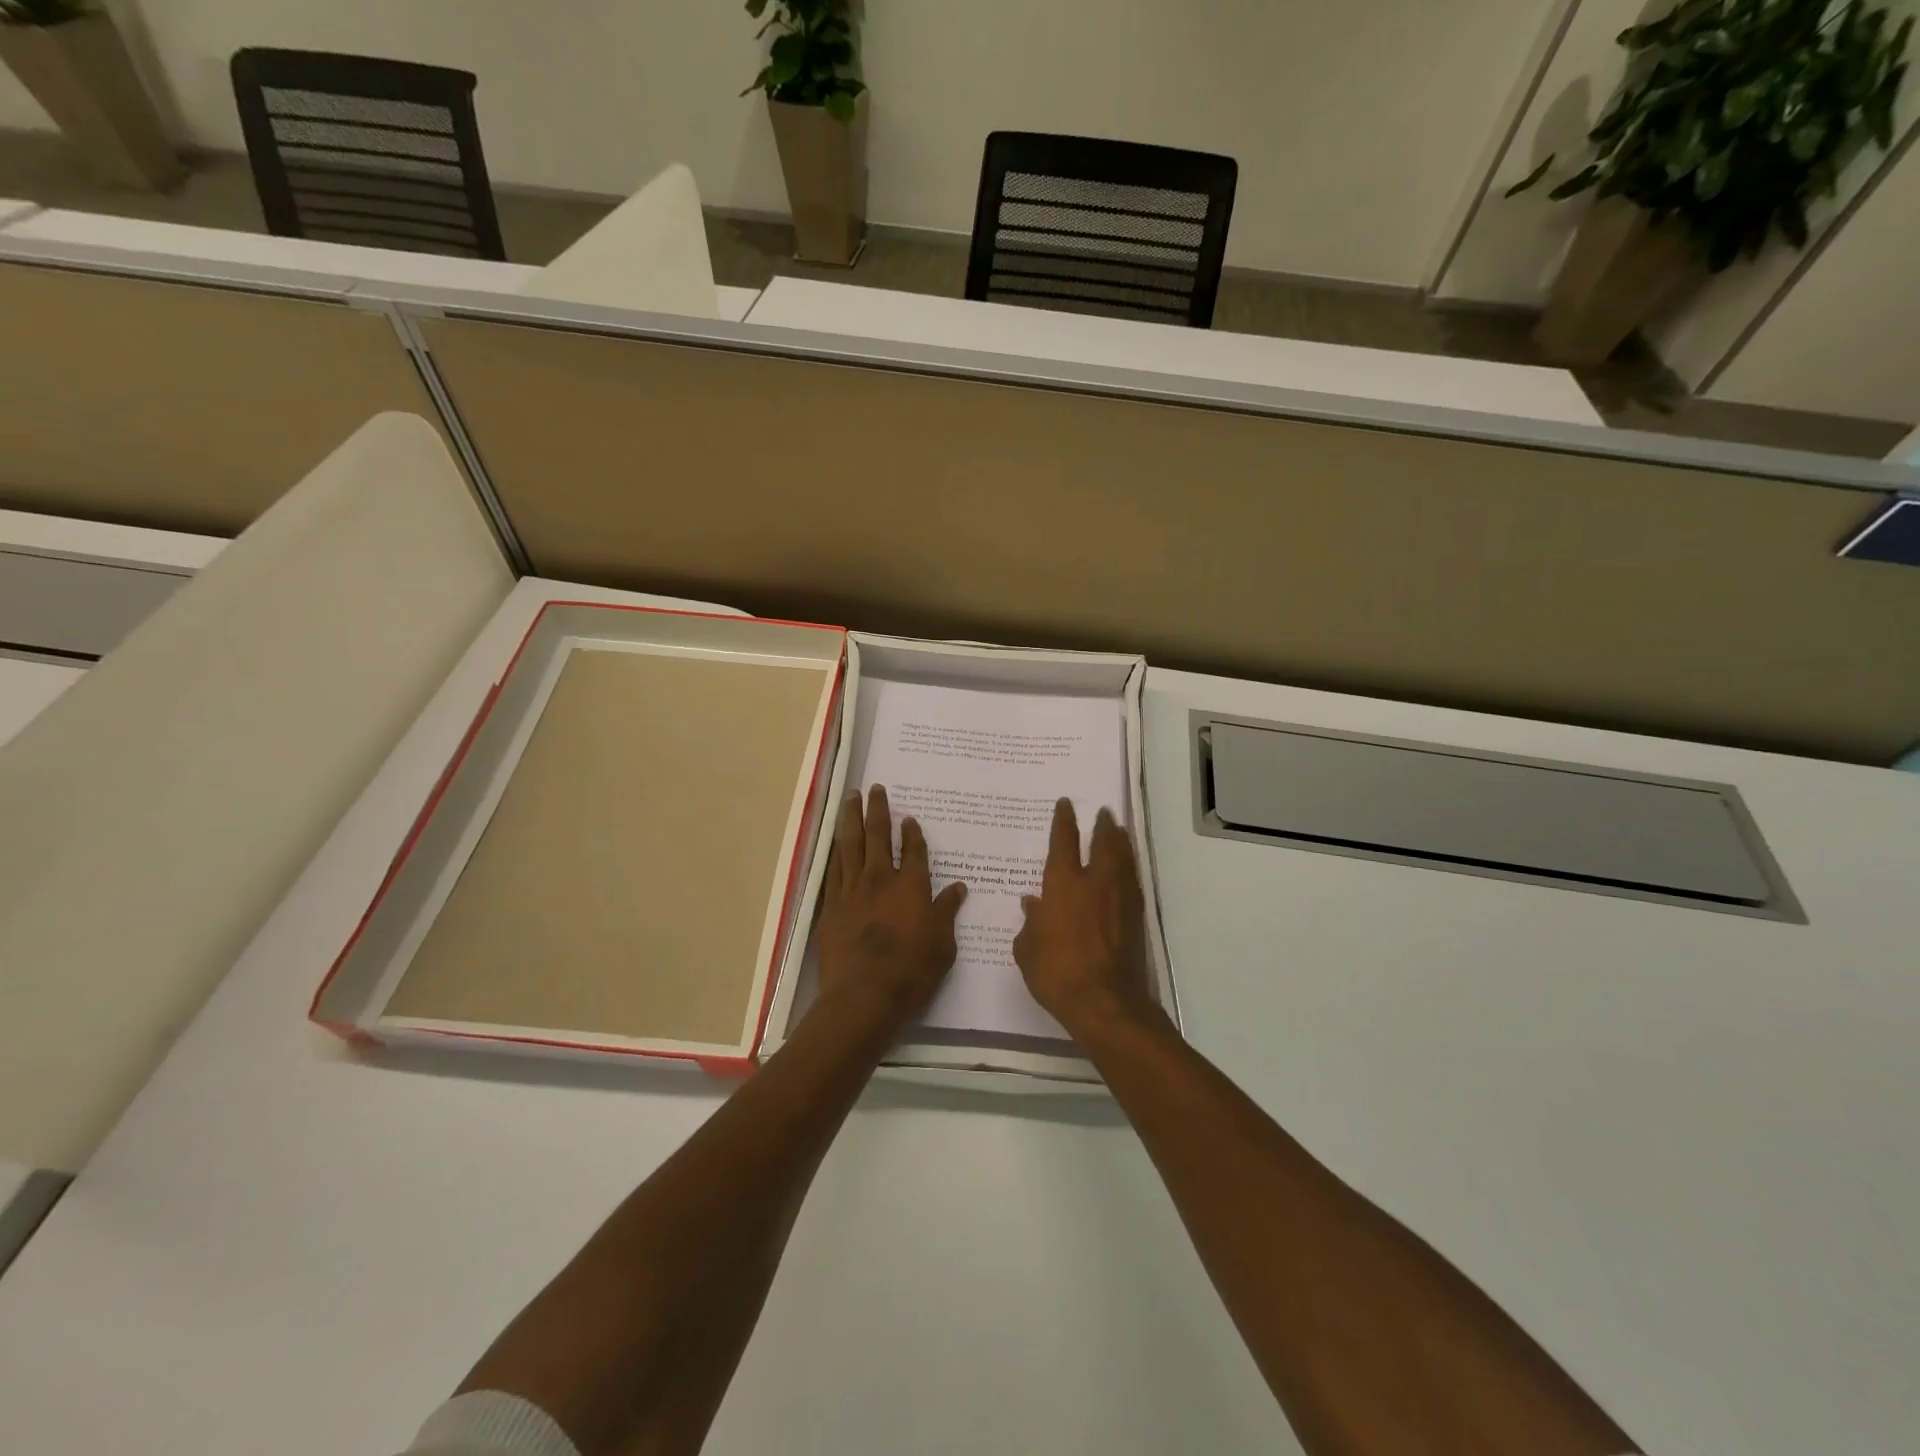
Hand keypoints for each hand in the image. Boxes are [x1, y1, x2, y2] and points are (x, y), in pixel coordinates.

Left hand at [814, 786, 967, 1032]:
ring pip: (850, 844)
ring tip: (851, 799)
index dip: (912, 833)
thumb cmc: (912, 972)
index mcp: (912, 886)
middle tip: (875, 789)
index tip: (909, 818)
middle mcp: (881, 879)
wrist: (863, 995)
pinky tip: (836, 840)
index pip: (914, 850)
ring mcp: (852, 889)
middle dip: (878, 809)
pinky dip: (836, 850)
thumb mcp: (943, 945)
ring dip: (851, 818)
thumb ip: (947, 912)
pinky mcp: (831, 905)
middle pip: (878, 835)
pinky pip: (834, 868)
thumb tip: (959, 888)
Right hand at [1013, 799, 1157, 1038]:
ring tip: (1119, 831)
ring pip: (1123, 859)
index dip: (1064, 820)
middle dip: (1102, 825)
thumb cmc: (1056, 972)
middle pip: (1103, 843)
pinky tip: (1127, 871)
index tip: (1066, 804)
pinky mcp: (1136, 918)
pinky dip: (1129, 869)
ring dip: (1121, 842)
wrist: (1105, 1002)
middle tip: (1104, 812)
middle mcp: (1095, 882)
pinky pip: (1132, 882)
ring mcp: (1120, 899)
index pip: (1064, 841)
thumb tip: (1031, 903)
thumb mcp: (1027, 948)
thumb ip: (1030, 922)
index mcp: (1063, 884)